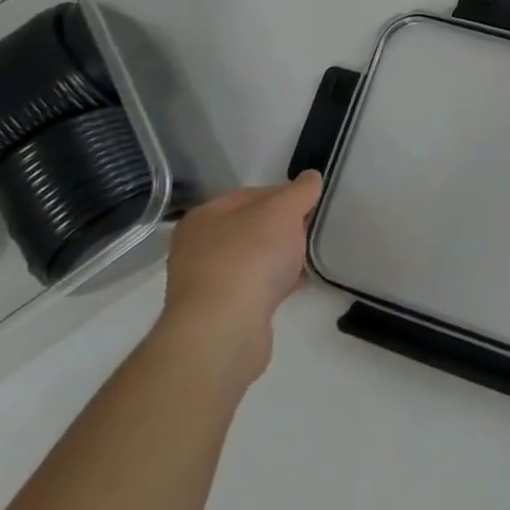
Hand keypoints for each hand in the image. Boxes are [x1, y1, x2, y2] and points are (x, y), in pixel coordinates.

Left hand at [157, 172, 321, 389]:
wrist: (223, 332)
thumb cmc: (249, 259)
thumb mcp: (283, 212)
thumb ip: (300, 192)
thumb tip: (311, 177)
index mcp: (204, 218)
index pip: (251, 194)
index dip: (284, 194)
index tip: (312, 203)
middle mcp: (198, 248)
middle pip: (252, 227)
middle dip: (284, 228)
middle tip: (311, 230)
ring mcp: (207, 283)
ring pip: (254, 258)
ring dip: (281, 257)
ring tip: (308, 257)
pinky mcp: (221, 313)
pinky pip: (255, 287)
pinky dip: (275, 283)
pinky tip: (297, 284)